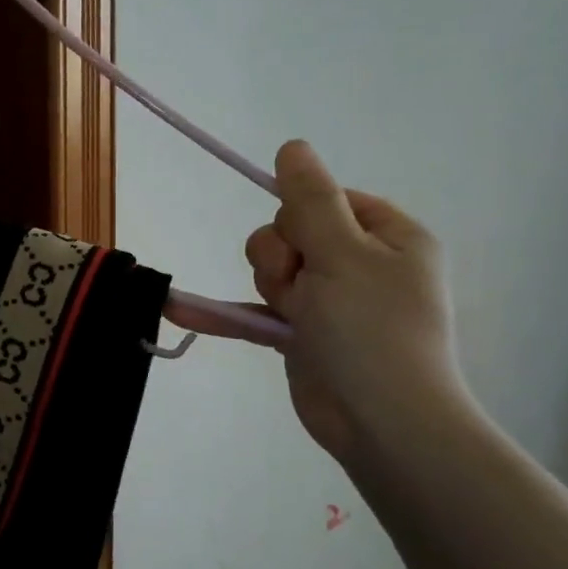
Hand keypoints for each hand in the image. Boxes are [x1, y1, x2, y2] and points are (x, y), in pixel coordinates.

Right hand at [245, 141, 470, 467]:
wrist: (382, 423)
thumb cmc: (372, 329)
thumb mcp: (342, 252)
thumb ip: (311, 198)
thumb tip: (292, 146)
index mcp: (388, 236)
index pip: (328, 198)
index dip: (304, 214)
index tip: (306, 240)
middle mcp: (361, 264)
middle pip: (292, 232)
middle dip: (282, 256)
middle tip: (301, 284)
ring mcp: (329, 301)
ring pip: (272, 268)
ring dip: (270, 286)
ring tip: (293, 314)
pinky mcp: (302, 333)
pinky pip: (256, 310)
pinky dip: (225, 313)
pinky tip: (179, 310)